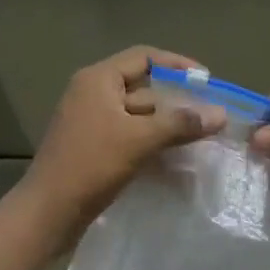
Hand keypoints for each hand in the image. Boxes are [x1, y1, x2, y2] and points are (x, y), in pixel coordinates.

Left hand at [20, 47, 226, 236]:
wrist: (47, 212)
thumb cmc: (90, 165)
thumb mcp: (139, 140)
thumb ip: (180, 124)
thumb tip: (221, 113)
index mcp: (98, 79)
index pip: (144, 57)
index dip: (178, 65)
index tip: (208, 82)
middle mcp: (92, 93)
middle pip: (143, 86)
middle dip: (177, 100)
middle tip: (210, 115)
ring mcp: (91, 121)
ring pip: (138, 114)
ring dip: (167, 123)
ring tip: (201, 137)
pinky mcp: (93, 147)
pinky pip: (130, 134)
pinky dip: (152, 140)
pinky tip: (176, 155)